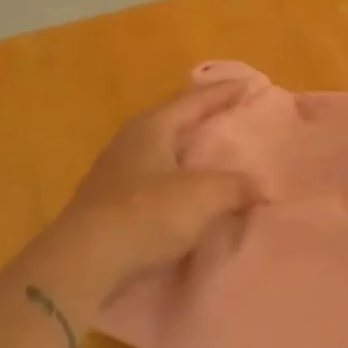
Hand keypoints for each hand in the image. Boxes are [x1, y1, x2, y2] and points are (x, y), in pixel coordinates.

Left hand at [48, 80, 256, 291]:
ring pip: (161, 152)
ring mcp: (115, 174)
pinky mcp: (110, 205)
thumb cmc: (146, 215)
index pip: (193, 100)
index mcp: (151, 128)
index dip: (223, 92)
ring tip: (213, 156)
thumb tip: (262, 188)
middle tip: (232, 117)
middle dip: (203, 118)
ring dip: (187, 152)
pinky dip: (176, 182)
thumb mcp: (203, 196)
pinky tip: (188, 195)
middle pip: (174, 122)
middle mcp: (130, 142)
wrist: (85, 262)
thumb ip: (237, 186)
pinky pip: (153, 182)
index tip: (248, 84)